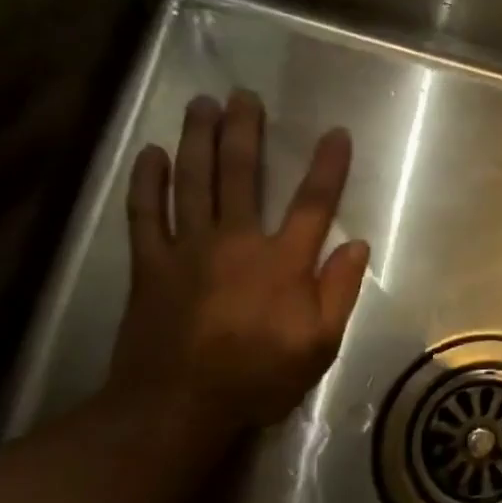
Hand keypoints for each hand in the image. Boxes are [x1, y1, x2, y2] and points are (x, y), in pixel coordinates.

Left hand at [107, 90, 369, 440]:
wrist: (177, 406)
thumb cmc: (258, 376)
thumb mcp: (320, 344)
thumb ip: (339, 291)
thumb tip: (356, 245)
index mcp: (282, 262)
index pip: (313, 203)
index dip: (327, 166)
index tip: (336, 133)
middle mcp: (236, 243)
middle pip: (242, 175)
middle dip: (245, 132)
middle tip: (244, 96)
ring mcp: (187, 250)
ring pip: (193, 183)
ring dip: (198, 140)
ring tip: (202, 105)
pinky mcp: (151, 265)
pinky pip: (145, 214)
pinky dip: (148, 182)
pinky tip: (152, 154)